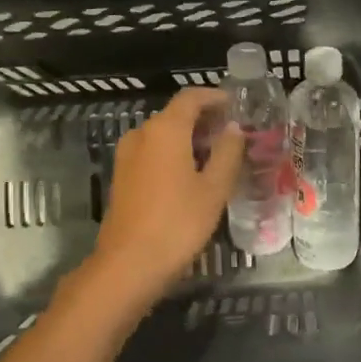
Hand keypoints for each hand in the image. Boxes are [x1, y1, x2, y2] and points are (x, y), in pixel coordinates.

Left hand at [89, 87, 244, 304]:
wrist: (129, 264)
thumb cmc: (178, 222)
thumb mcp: (214, 188)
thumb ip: (227, 152)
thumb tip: (234, 128)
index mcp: (165, 130)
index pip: (191, 98)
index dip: (215, 97)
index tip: (237, 105)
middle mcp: (142, 134)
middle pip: (176, 114)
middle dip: (205, 119)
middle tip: (234, 133)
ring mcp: (128, 156)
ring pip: (163, 135)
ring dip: (190, 138)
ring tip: (218, 154)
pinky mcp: (123, 176)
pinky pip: (153, 152)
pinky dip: (174, 153)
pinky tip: (194, 173)